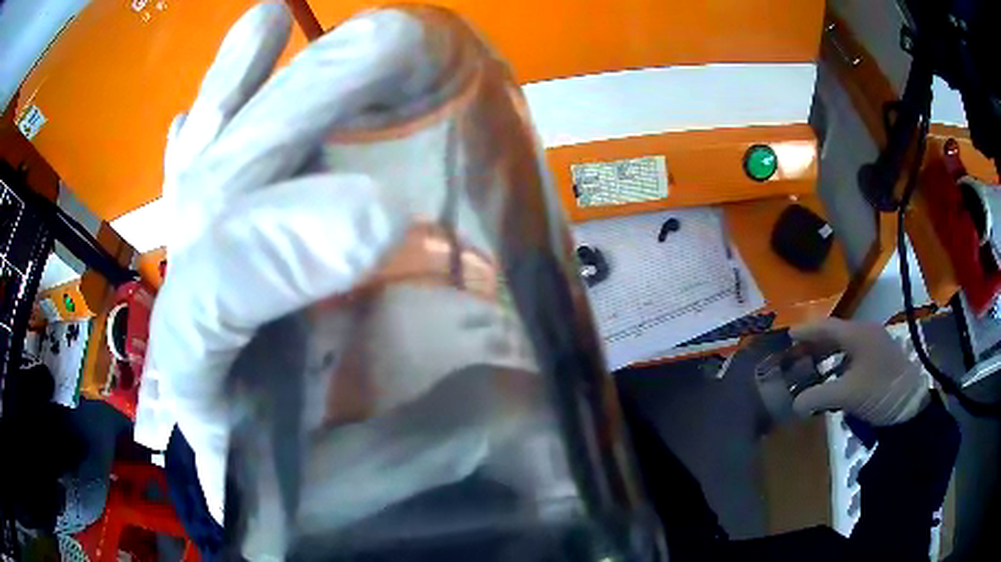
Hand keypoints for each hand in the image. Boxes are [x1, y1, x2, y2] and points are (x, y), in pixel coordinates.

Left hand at [138, 2, 422, 522]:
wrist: (292, 484)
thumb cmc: (324, 490)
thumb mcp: (366, 490)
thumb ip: (410, 458)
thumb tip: (500, 404)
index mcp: (208, 386)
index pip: (211, 305)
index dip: (276, 254)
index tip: (383, 220)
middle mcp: (195, 310)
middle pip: (210, 200)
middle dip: (282, 121)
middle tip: (379, 43)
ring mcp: (204, 262)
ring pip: (203, 166)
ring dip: (237, 88)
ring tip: (273, 19)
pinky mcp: (223, 237)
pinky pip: (208, 156)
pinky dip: (225, 96)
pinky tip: (253, 44)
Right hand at [790, 318, 931, 425]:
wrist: (910, 403)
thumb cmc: (879, 391)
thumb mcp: (847, 395)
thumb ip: (819, 397)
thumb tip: (794, 404)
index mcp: (857, 334)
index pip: (826, 326)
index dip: (807, 330)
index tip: (788, 334)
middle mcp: (865, 333)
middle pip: (835, 333)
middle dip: (814, 343)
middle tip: (795, 353)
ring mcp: (874, 345)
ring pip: (844, 344)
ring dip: (827, 353)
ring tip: (811, 365)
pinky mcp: (879, 359)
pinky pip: (853, 354)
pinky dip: (838, 362)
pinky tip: (833, 376)